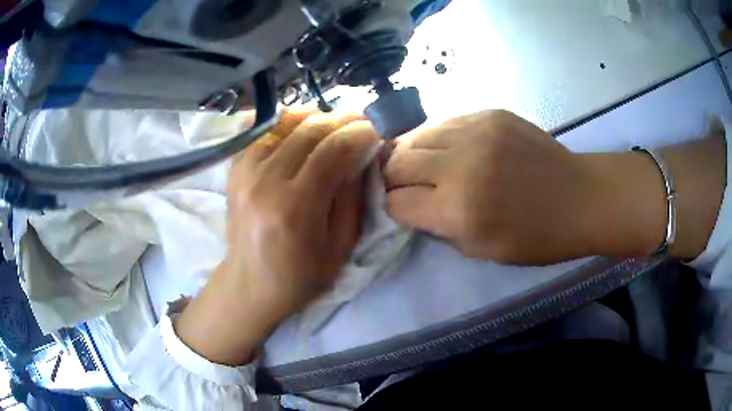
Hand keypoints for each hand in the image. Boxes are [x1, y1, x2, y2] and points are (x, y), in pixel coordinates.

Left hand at [176, 110, 377, 364]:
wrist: (250, 285)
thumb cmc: (300, 276)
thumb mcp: (340, 246)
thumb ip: (352, 197)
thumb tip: (362, 154)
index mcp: (294, 208)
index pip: (333, 151)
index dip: (360, 133)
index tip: (377, 128)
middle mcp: (265, 182)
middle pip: (309, 130)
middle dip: (342, 119)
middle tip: (361, 120)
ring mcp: (244, 172)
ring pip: (285, 124)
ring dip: (316, 117)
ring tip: (335, 122)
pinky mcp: (234, 170)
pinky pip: (263, 132)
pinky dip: (287, 124)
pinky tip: (303, 128)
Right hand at [385, 110, 666, 264]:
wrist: (579, 197)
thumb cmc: (535, 237)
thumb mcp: (481, 250)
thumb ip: (438, 227)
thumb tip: (410, 205)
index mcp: (459, 211)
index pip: (397, 203)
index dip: (394, 208)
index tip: (402, 208)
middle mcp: (461, 166)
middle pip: (398, 163)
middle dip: (393, 177)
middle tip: (406, 185)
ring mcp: (476, 132)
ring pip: (417, 136)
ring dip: (412, 153)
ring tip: (425, 164)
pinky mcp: (490, 114)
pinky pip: (446, 122)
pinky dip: (439, 138)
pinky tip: (451, 148)